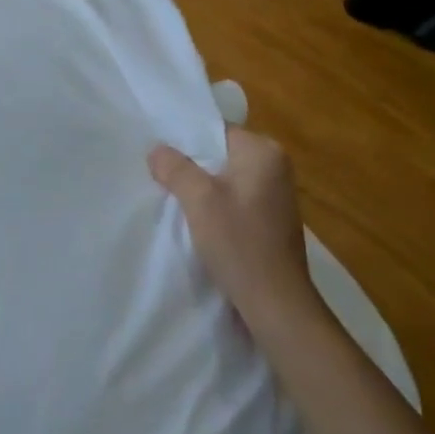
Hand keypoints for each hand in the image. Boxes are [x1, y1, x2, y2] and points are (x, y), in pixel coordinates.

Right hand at [149, 127, 315, 327]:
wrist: (276, 304)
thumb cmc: (239, 243)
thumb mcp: (199, 201)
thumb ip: (175, 168)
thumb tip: (157, 150)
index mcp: (264, 151)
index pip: (216, 130)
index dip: (186, 141)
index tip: (160, 156)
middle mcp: (276, 165)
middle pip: (222, 153)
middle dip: (193, 166)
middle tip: (161, 177)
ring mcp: (278, 194)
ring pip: (228, 178)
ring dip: (205, 188)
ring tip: (176, 199)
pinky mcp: (274, 219)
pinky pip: (238, 199)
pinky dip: (219, 206)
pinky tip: (201, 222)